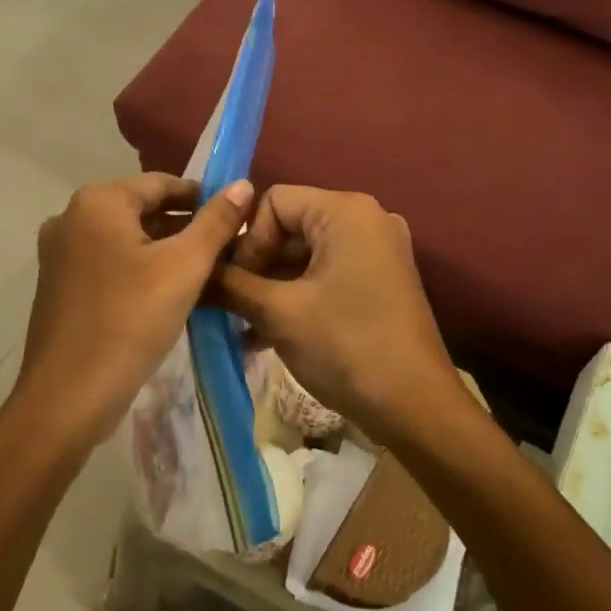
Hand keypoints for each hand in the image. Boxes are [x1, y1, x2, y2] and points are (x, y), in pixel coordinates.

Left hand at [14, 173, 253, 450]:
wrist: (67, 397)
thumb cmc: (130, 321)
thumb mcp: (184, 267)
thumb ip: (216, 222)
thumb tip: (242, 184)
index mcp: (98, 201)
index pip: (162, 183)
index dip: (203, 198)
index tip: (235, 221)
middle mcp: (72, 216)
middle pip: (142, 210)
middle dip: (185, 227)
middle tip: (225, 252)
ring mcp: (59, 252)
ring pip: (126, 239)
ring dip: (164, 250)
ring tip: (204, 274)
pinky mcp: (58, 284)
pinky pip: (108, 263)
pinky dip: (139, 269)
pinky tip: (166, 294)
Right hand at [209, 186, 464, 443]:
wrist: (416, 408)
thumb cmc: (346, 346)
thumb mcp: (278, 313)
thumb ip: (231, 285)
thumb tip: (194, 274)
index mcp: (345, 211)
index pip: (272, 202)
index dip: (247, 240)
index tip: (234, 285)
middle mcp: (366, 218)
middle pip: (289, 226)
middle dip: (256, 266)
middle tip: (232, 306)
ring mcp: (378, 250)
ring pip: (306, 254)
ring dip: (272, 286)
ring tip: (243, 325)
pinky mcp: (381, 280)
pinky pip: (327, 273)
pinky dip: (298, 296)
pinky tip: (267, 335)